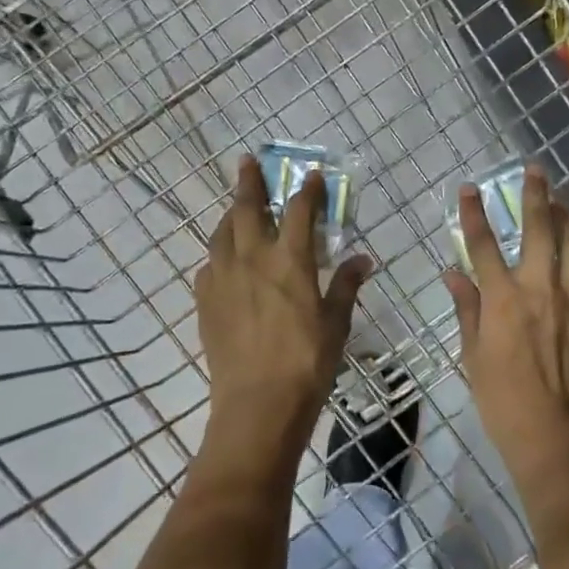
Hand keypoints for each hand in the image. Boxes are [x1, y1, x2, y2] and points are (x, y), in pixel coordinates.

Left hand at [195, 156, 371, 452]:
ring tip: (236, 208)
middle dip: (249, 181)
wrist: (257, 406)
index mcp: (289, 261)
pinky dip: (220, 254)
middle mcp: (252, 259)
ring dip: (231, 214)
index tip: (312, 175)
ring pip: (222, 233)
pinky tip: (226, 262)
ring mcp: (223, 279)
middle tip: (247, 162)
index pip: (299, 211)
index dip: (307, 190)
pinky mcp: (205, 302)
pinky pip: (210, 265)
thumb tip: (363, 260)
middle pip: (247, 208)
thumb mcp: (336, 323)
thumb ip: (346, 285)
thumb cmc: (307, 362)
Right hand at [444, 165, 568, 489]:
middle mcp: (540, 289)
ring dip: (567, 218)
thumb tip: (453, 274)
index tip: (469, 188)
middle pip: (539, 229)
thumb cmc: (503, 400)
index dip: (473, 213)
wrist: (555, 437)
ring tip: (562, 201)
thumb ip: (466, 309)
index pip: (483, 243)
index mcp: (503, 299)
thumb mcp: (472, 355)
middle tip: (535, 170)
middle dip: (535, 195)